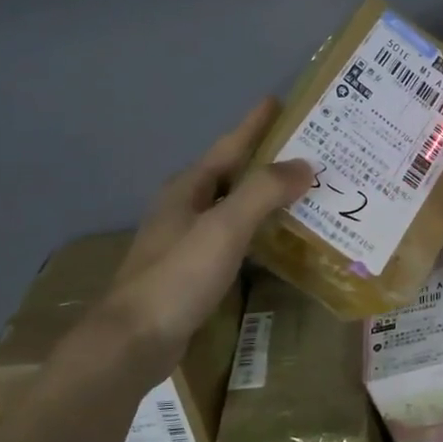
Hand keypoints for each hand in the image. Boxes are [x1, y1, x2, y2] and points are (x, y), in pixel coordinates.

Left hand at [75, 100, 311, 368]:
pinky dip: (258, 230)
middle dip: (267, 160)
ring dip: (265, 197)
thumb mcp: (223, 227)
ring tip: (303, 192)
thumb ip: (263, 192)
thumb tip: (304, 165)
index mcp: (188, 188)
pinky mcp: (192, 271)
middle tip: (309, 152)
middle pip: (232, 174)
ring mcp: (186, 240)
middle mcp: (185, 207)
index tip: (279, 100)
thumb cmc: (178, 276)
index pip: (229, 146)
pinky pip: (234, 237)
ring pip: (233, 207)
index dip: (255, 123)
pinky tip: (278, 240)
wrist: (133, 341)